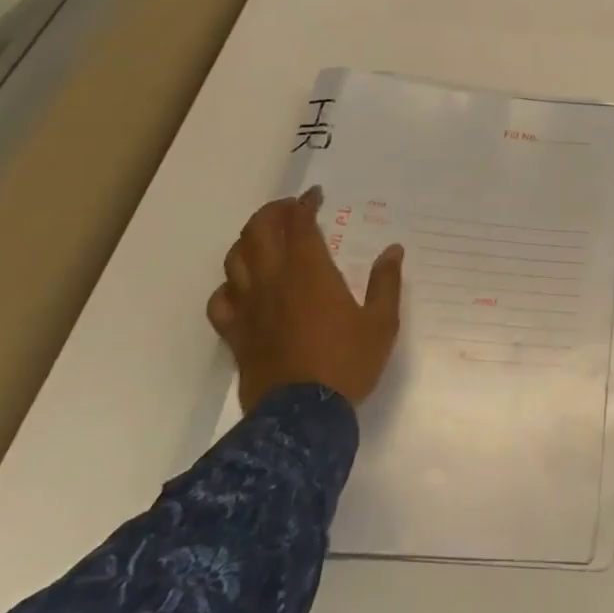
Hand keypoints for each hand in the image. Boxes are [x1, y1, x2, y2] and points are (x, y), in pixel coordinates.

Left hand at [207, 187, 403, 413]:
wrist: (302, 416)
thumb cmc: (348, 362)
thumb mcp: (382, 322)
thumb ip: (386, 282)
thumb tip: (393, 250)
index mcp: (310, 272)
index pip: (299, 224)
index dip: (305, 204)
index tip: (315, 196)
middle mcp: (273, 281)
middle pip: (257, 232)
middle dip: (272, 213)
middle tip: (289, 210)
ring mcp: (249, 307)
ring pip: (234, 259)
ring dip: (249, 241)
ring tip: (265, 240)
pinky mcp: (235, 333)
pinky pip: (220, 300)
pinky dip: (229, 285)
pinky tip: (242, 287)